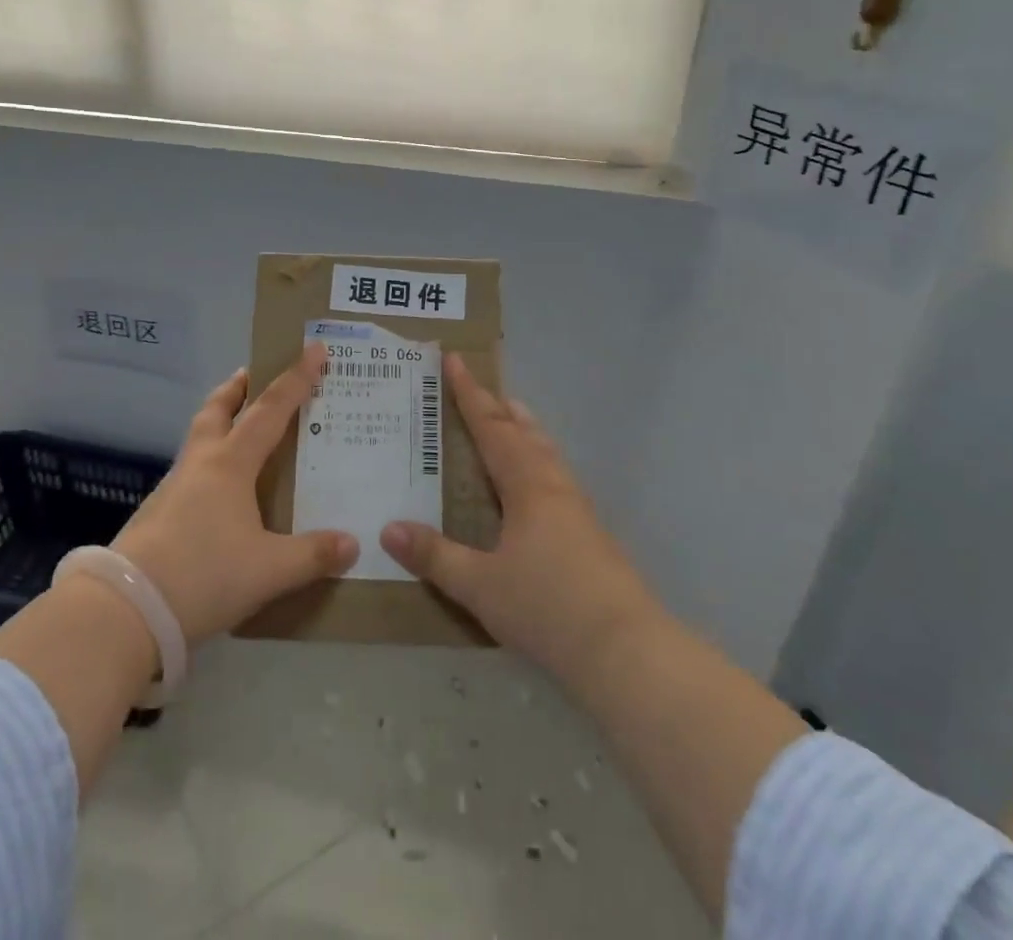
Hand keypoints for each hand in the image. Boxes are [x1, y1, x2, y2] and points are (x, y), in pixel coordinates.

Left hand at [111, 343, 358, 644]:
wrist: (127, 608)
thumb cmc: (205, 574)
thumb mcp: (269, 570)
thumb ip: (312, 556)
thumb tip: (352, 544)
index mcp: (231, 464)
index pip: (271, 410)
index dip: (296, 379)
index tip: (314, 350)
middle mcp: (201, 463)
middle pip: (218, 409)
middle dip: (238, 387)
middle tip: (253, 373)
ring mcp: (173, 486)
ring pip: (199, 437)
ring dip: (219, 420)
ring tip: (238, 426)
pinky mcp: (157, 512)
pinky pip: (190, 469)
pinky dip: (208, 460)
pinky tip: (218, 488)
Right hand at [380, 354, 656, 686]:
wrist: (625, 650)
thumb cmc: (547, 607)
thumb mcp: (479, 585)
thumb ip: (434, 556)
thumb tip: (387, 528)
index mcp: (527, 485)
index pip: (492, 427)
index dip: (470, 394)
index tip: (454, 361)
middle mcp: (553, 486)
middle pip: (524, 432)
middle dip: (499, 407)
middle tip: (480, 387)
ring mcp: (577, 509)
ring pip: (546, 452)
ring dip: (524, 430)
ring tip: (512, 418)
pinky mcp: (591, 534)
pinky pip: (556, 476)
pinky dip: (538, 459)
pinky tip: (537, 484)